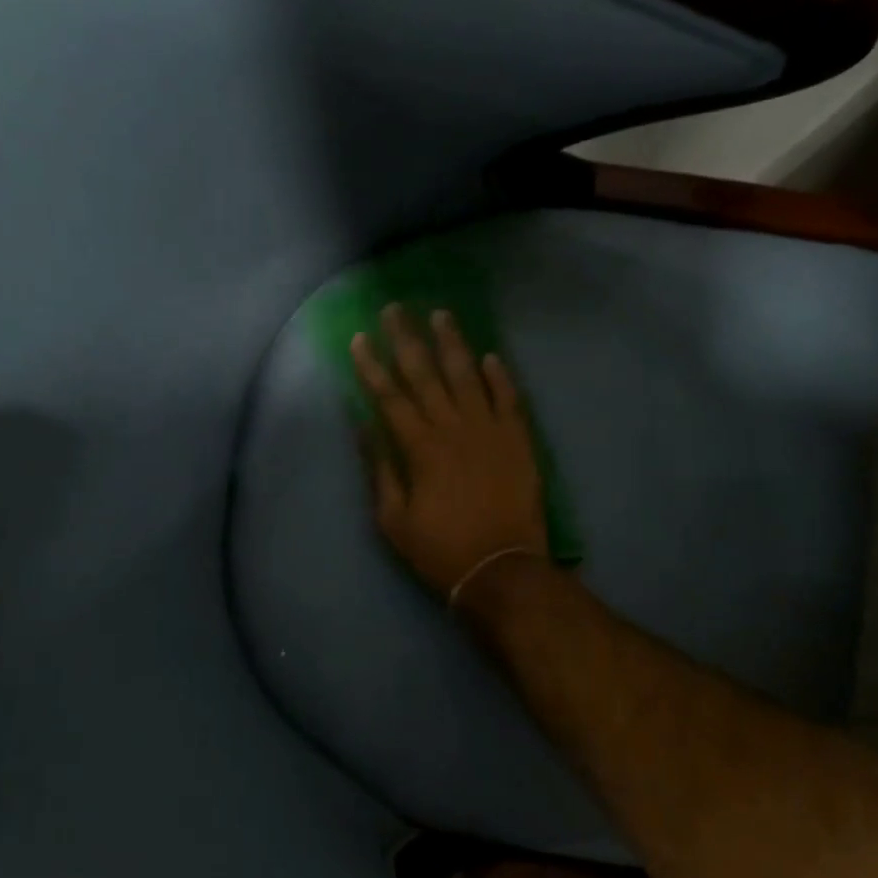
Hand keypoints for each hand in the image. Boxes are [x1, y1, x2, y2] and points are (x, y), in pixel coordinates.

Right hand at [351, 304, 547, 600]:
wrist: (502, 569)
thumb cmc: (441, 549)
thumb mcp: (394, 520)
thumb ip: (380, 469)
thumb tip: (364, 426)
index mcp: (420, 447)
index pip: (389, 397)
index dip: (371, 366)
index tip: (357, 338)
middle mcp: (454, 427)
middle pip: (426, 374)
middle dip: (407, 339)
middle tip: (395, 308)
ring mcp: (490, 430)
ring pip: (468, 375)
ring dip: (453, 344)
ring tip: (441, 315)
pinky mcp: (519, 440)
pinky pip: (509, 398)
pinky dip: (500, 376)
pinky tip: (490, 356)